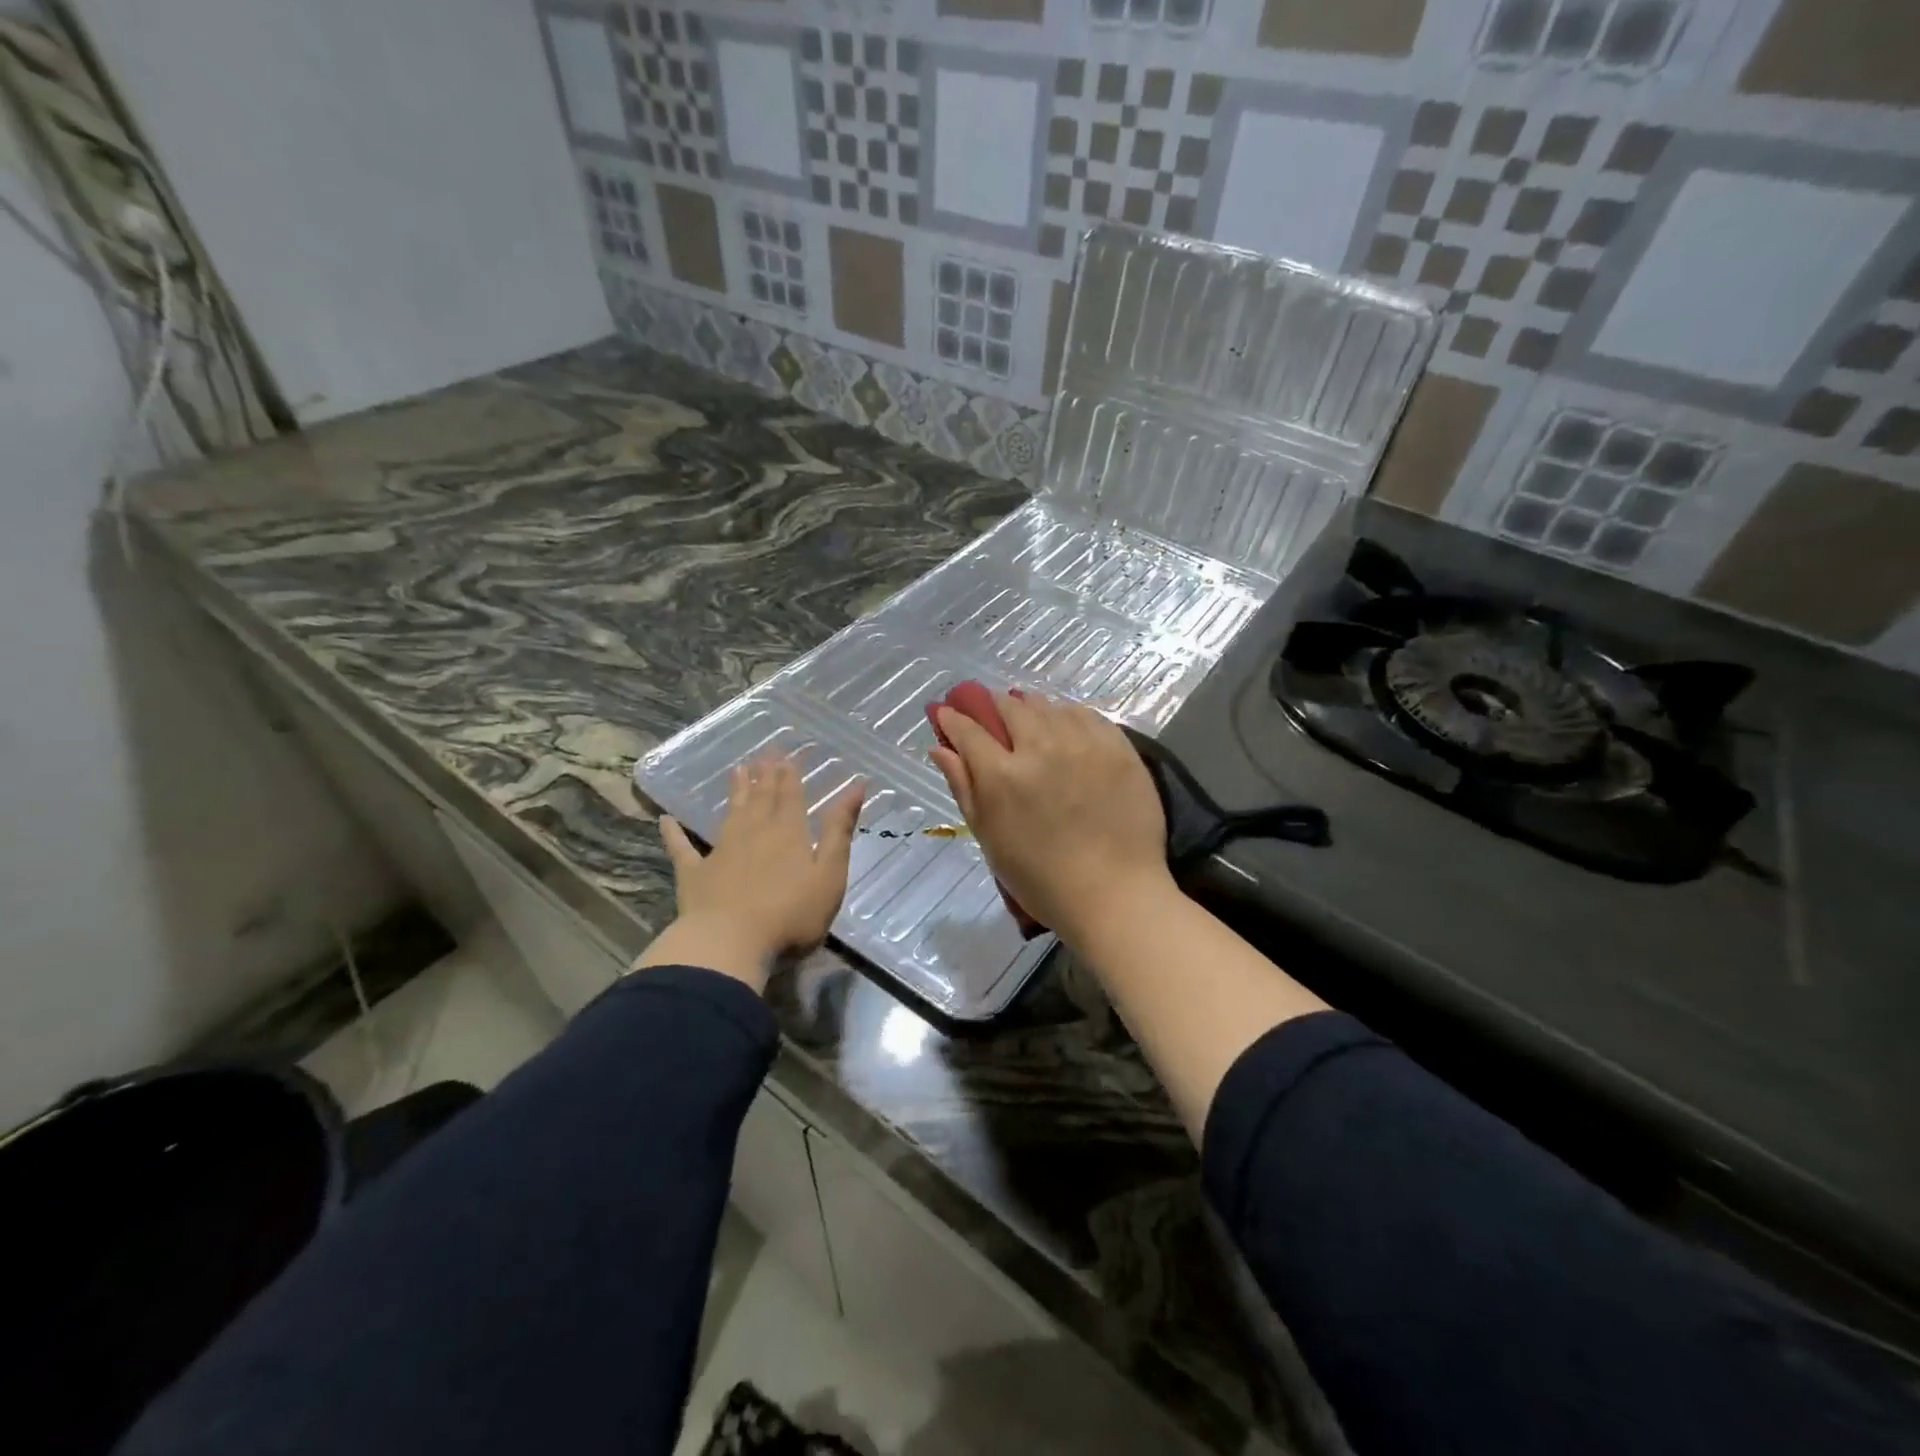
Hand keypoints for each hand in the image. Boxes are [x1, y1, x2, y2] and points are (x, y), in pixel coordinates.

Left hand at [634, 756, 863, 991]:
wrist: (730, 944)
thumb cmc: (791, 915)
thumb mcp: (829, 874)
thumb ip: (839, 831)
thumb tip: (856, 786)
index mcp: (789, 833)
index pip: (790, 796)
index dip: (789, 775)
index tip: (785, 755)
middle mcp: (754, 833)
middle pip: (761, 799)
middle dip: (765, 776)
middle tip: (764, 754)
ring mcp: (721, 852)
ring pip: (730, 814)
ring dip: (735, 792)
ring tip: (737, 770)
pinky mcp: (694, 874)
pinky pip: (682, 848)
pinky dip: (674, 834)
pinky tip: (666, 820)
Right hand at [929, 691, 1169, 938]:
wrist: (1114, 894)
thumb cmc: (1040, 878)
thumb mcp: (989, 837)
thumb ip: (963, 786)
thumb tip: (940, 748)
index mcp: (1002, 775)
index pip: (967, 729)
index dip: (952, 717)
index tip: (947, 713)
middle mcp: (1041, 746)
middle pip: (1008, 707)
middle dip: (991, 706)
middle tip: (989, 716)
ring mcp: (1083, 743)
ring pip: (1047, 706)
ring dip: (1030, 709)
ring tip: (1028, 724)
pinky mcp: (1117, 746)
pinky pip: (1085, 715)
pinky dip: (1067, 717)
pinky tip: (1065, 731)